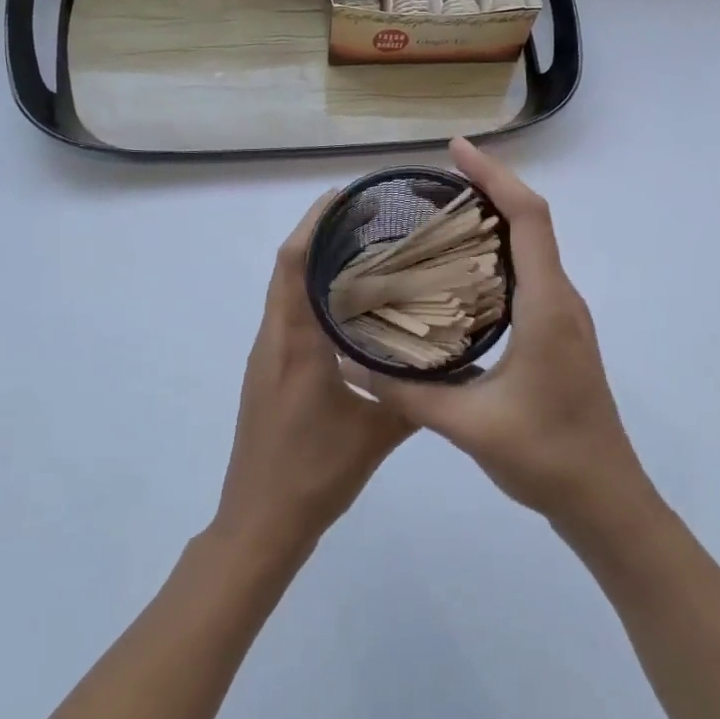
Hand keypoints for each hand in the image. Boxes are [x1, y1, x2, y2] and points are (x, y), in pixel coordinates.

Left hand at [213, 193, 416, 563]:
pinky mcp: (268, 373)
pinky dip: (314, 297)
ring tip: (365, 252)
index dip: (316, 223)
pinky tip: (350, 309)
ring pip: (287, 293)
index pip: (294, 264)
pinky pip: (289, 318)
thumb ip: (417, 398)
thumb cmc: (313, 474)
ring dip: (316, 265)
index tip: (348, 197)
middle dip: (321, 235)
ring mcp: (266, 357)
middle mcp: (273, 339)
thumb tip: (459, 368)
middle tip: (369, 219)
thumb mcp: (376, 435)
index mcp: (294, 343)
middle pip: (288, 268)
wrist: (260, 521)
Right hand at [356, 139, 658, 533]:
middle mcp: (561, 300)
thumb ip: (404, 393)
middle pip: (532, 223)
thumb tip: (350, 362)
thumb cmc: (546, 456)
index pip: (529, 218)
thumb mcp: (467, 425)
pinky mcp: (560, 336)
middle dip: (489, 190)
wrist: (603, 498)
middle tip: (434, 183)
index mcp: (546, 307)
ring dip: (496, 222)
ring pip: (533, 249)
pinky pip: (530, 276)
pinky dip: (498, 257)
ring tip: (442, 218)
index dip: (494, 177)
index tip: (455, 151)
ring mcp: (564, 318)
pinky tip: (460, 276)